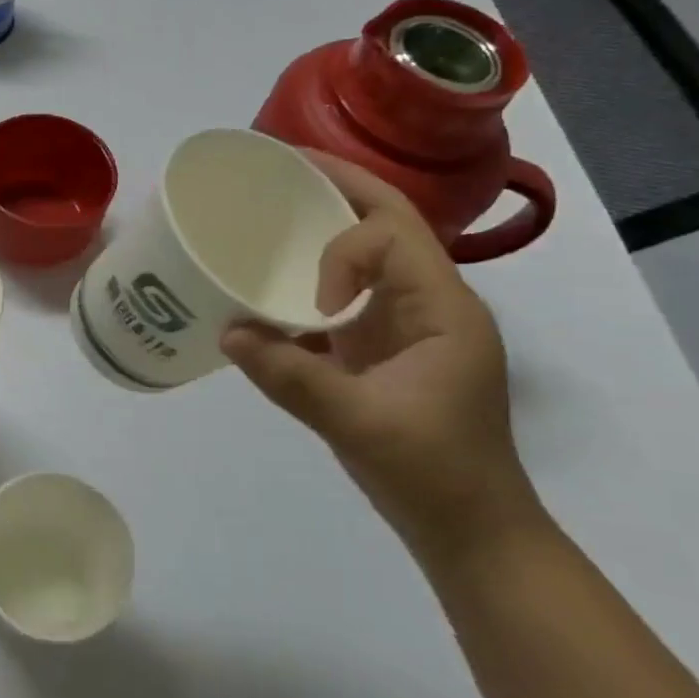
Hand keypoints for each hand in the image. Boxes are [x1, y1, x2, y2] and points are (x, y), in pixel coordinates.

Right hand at [220, 152, 542, 564]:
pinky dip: (311, 276)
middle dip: (336, 186)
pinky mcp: (385, 348)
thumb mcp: (359, 426)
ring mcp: (408, 324)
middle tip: (278, 164)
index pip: (394, 236)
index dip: (344, 250)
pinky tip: (271, 282)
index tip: (317, 304)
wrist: (472, 533)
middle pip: (387, 222)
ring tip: (271, 206)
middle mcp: (430, 303)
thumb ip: (292, 377)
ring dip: (323, 225)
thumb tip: (225, 331)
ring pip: (367, 252)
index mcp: (443, 309)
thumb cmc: (433, 475)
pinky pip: (347, 293)